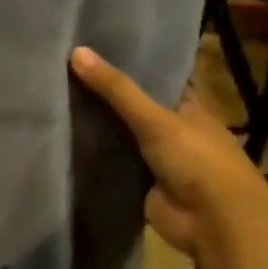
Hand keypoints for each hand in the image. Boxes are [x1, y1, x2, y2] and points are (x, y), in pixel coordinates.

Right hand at [70, 46, 267, 259]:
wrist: (215, 223)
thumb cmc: (198, 160)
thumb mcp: (156, 118)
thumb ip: (116, 89)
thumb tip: (75, 51)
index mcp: (188, 106)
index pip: (156, 77)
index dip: (128, 62)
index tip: (93, 46)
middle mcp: (172, 129)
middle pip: (132, 105)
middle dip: (104, 93)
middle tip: (62, 69)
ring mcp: (155, 157)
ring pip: (119, 134)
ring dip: (95, 124)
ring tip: (52, 96)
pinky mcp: (139, 182)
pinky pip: (110, 161)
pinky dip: (91, 154)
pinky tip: (60, 136)